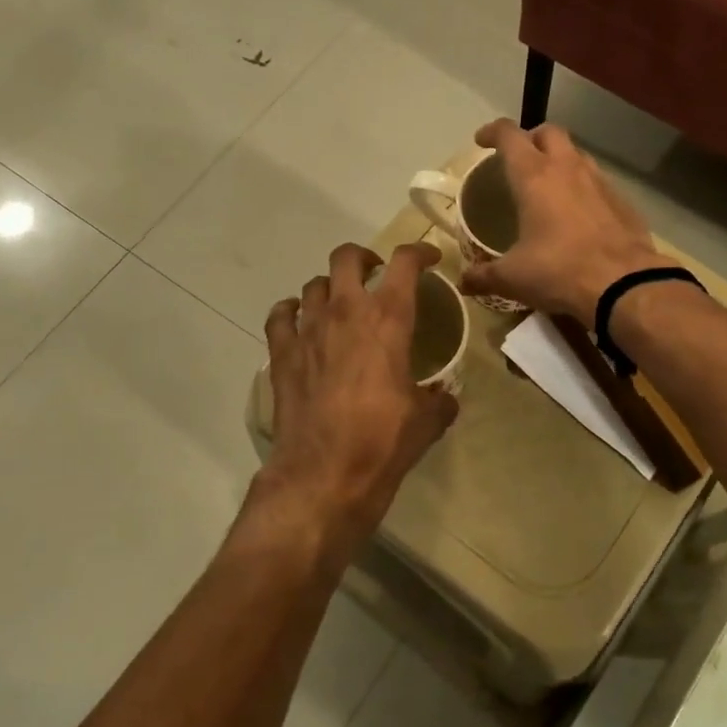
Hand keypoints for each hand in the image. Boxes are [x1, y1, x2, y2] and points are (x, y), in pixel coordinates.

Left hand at [257, 242, 459, 565]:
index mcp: (388, 319)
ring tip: (340, 303)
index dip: (420, 253)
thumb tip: (446, 397)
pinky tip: (299, 320)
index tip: (431, 260)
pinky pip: (280, 316)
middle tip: (376, 274)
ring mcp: (307, 331)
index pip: (405, 264)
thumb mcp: (427, 420)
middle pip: (347, 257)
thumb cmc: (383, 441)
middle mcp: (345, 312)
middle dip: (365, 257)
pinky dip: (290, 311)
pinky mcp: (281, 354)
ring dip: (330, 287)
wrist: (324, 474)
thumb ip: (441, 399)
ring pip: (313, 284)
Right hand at [461, 120, 676, 325]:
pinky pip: (599, 182)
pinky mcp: (624, 201)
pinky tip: (580, 214)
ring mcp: (601, 182)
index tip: (481, 141)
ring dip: (560, 161)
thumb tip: (463, 282)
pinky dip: (584, 188)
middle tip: (519, 160)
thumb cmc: (558, 272)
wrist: (624, 285)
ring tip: (549, 186)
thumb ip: (484, 276)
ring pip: (577, 154)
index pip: (509, 135)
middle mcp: (568, 168)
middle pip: (549, 132)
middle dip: (531, 138)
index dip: (492, 132)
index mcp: (534, 176)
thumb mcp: (512, 278)